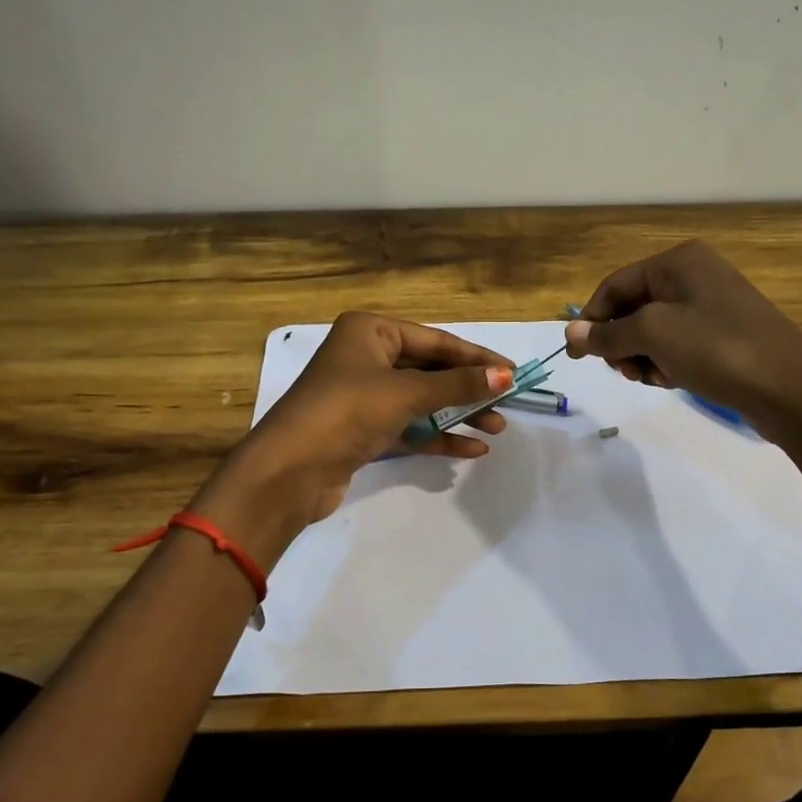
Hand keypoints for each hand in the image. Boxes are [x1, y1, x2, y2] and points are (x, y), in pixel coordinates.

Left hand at [191, 313, 514, 565]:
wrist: (288, 471)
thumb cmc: (347, 412)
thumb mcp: (406, 393)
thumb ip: (458, 385)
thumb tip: (506, 375)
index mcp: (370, 330)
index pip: (436, 340)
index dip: (477, 357)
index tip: (513, 372)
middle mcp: (365, 356)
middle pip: (430, 370)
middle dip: (468, 389)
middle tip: (506, 405)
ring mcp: (363, 395)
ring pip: (421, 400)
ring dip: (458, 414)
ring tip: (496, 429)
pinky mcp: (362, 430)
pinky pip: (409, 427)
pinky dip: (437, 436)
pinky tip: (470, 449)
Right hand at [564, 240, 801, 424]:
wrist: (791, 390)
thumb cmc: (717, 349)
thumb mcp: (654, 336)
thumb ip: (608, 334)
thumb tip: (570, 334)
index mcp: (679, 261)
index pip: (615, 286)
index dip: (591, 321)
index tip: (577, 356)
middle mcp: (695, 275)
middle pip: (633, 308)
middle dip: (622, 341)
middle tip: (625, 371)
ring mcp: (713, 305)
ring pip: (654, 330)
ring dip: (643, 356)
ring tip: (654, 378)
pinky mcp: (725, 334)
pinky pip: (679, 344)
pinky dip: (668, 362)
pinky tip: (674, 380)